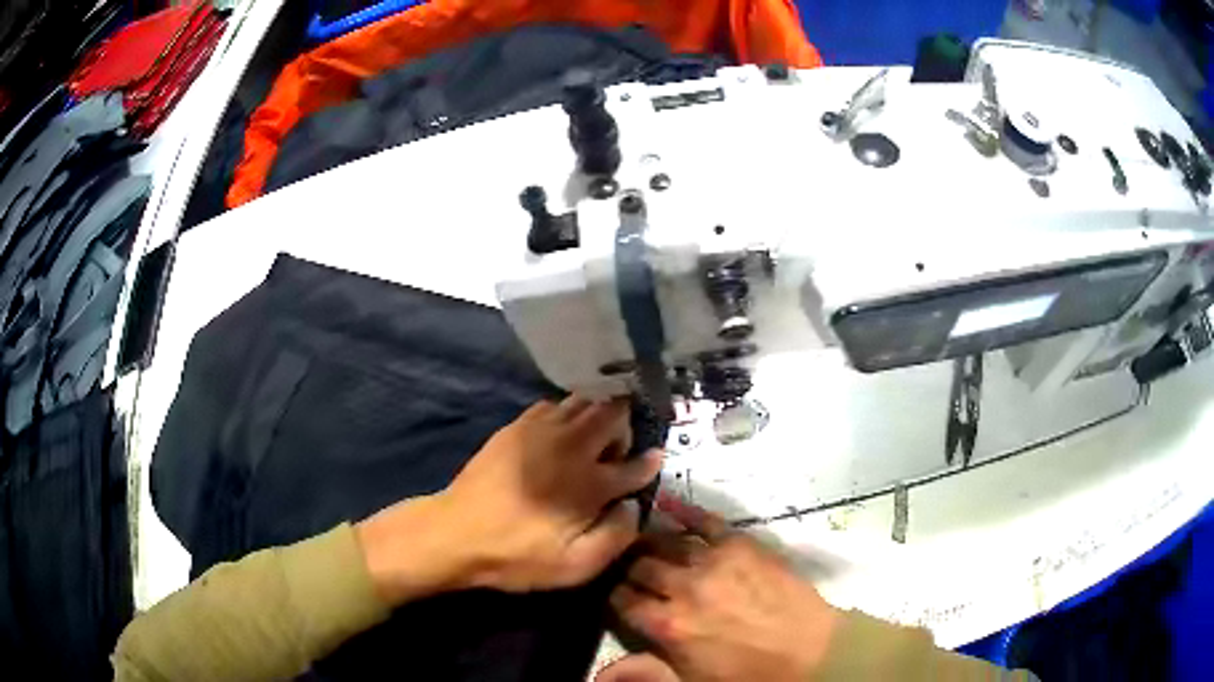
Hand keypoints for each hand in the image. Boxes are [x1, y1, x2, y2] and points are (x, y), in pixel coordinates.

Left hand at [357, 397, 662, 604]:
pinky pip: (553, 404)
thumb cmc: (518, 556)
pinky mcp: (516, 427)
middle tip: (618, 450)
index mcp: (590, 483)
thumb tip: (633, 507)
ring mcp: (542, 431)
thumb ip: (616, 536)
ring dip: (598, 414)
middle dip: (625, 426)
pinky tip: (560, 433)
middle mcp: (572, 446)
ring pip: (585, 401)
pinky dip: (566, 413)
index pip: (636, 464)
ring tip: (592, 438)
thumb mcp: (575, 567)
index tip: (654, 461)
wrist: (456, 533)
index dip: (650, 463)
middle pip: (614, 413)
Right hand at [609, 497, 839, 681]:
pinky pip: (705, 521)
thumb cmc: (749, 674)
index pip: (622, 600)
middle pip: (639, 567)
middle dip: (629, 568)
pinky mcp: (740, 544)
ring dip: (648, 541)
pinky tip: (665, 501)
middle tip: (630, 570)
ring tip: (641, 541)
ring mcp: (713, 562)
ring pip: (665, 542)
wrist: (811, 652)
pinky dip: (683, 510)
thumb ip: (644, 673)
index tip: (618, 596)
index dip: (616, 596)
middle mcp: (683, 588)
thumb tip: (597, 674)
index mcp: (668, 626)